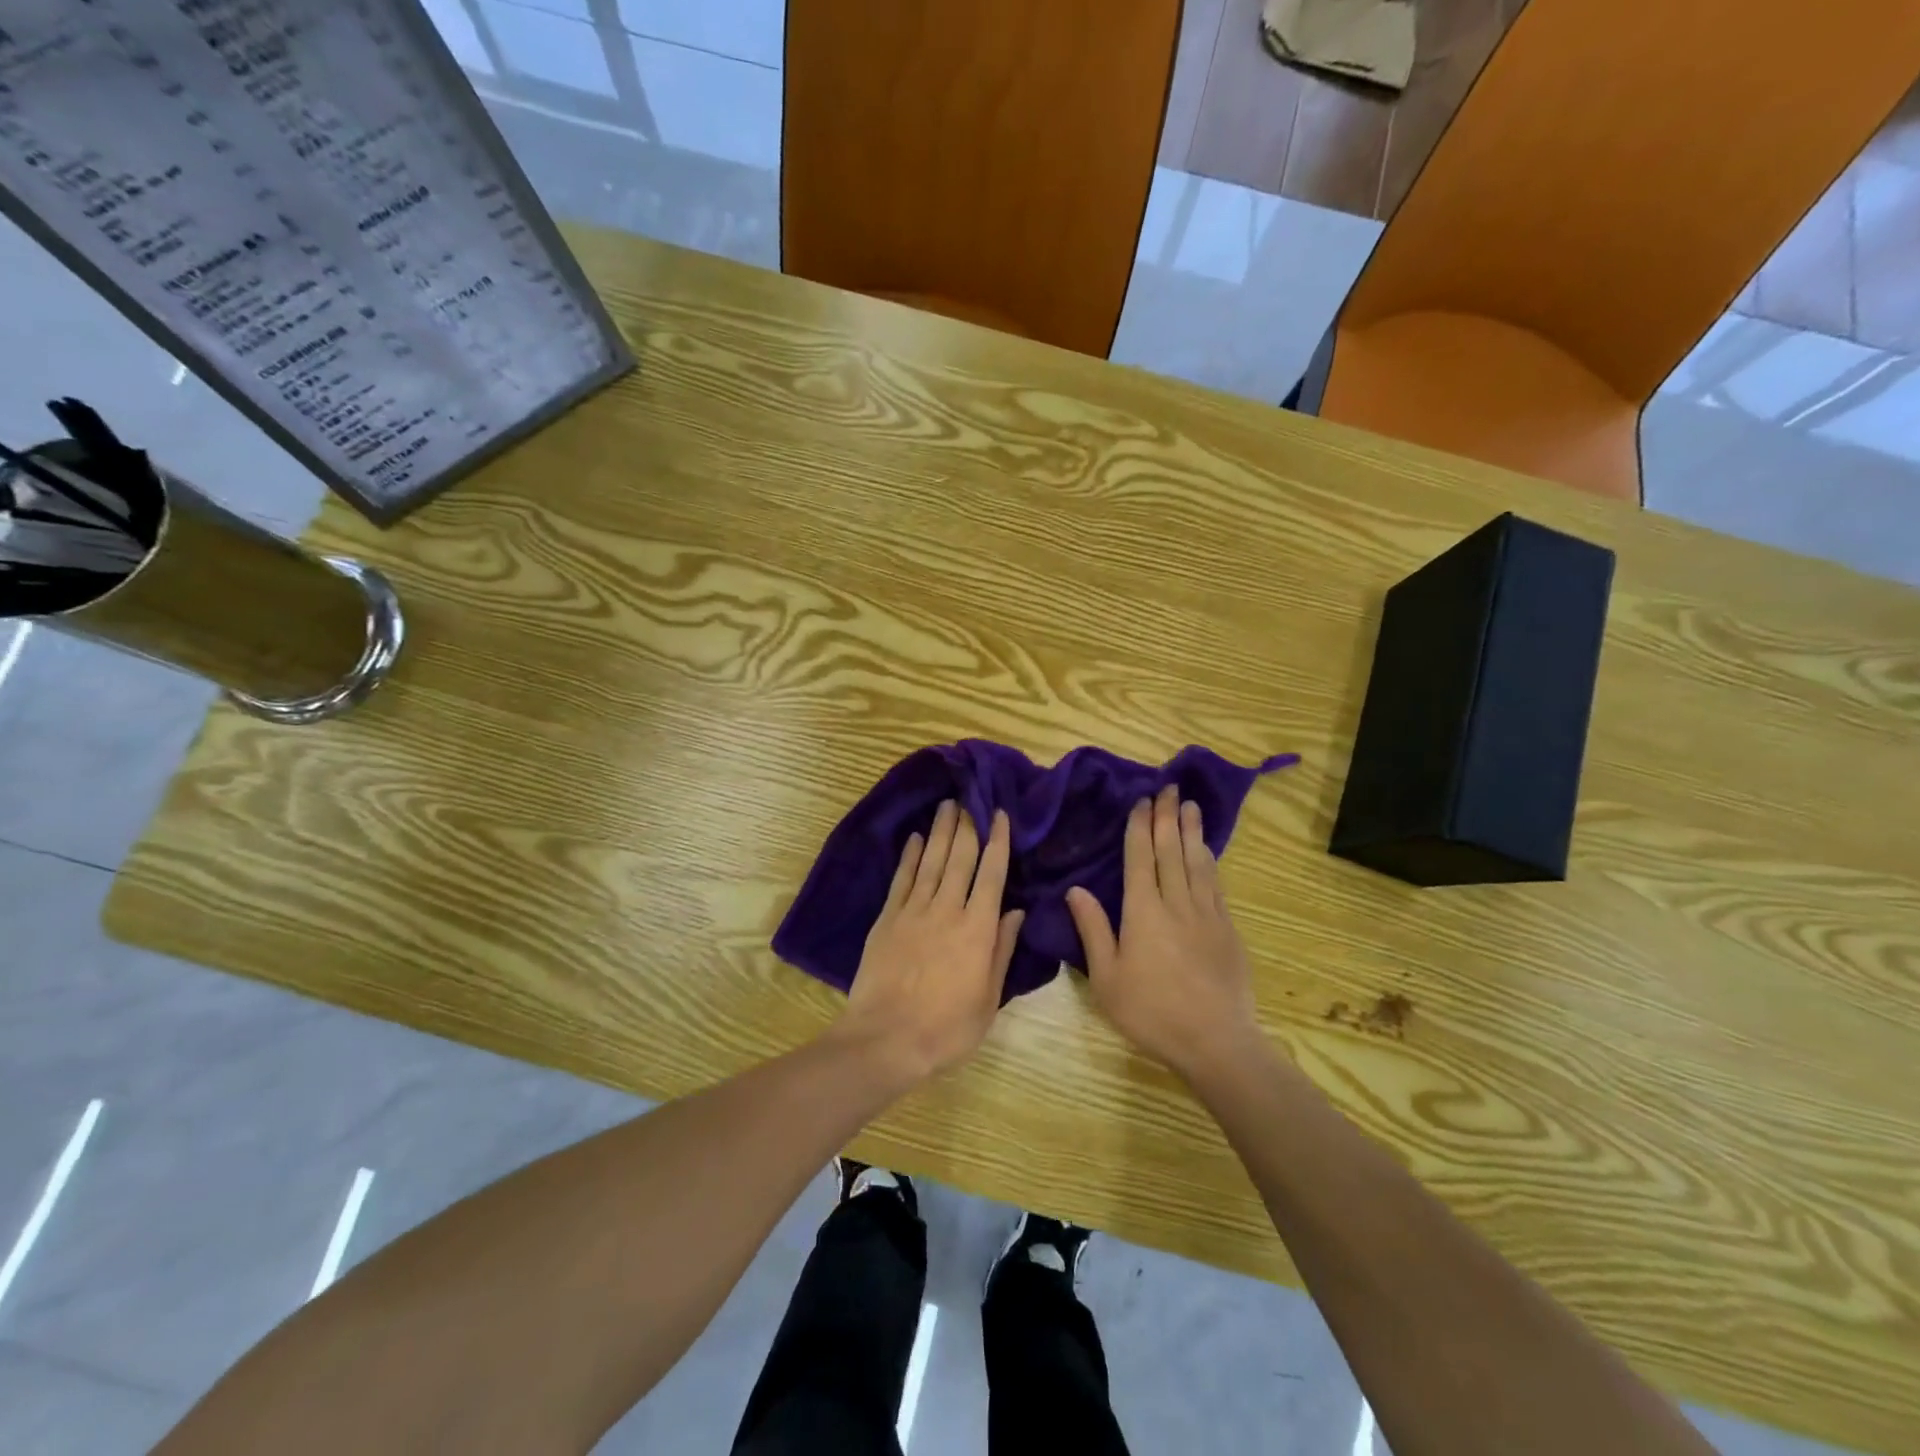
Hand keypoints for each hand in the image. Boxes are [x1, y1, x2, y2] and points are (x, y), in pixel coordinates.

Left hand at [833, 801, 1024, 1085]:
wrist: (886, 1039)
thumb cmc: (947, 1028)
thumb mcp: (988, 998)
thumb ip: (1002, 951)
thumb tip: (1016, 911)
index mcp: (977, 929)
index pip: (992, 874)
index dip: (997, 841)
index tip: (999, 814)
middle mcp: (947, 909)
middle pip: (960, 858)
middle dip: (967, 826)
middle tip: (970, 798)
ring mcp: (914, 911)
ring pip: (931, 861)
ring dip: (940, 831)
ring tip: (947, 805)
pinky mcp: (887, 918)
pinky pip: (902, 879)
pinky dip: (910, 856)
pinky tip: (916, 838)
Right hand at [1066, 786, 1263, 1079]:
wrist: (1216, 1041)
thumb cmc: (1151, 1012)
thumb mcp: (1106, 978)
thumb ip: (1092, 929)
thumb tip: (1075, 889)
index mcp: (1143, 911)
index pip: (1140, 858)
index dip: (1141, 827)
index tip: (1143, 801)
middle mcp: (1176, 903)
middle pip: (1171, 850)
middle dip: (1168, 817)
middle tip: (1169, 788)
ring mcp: (1207, 914)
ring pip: (1197, 862)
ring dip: (1192, 831)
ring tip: (1191, 806)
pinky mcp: (1227, 929)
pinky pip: (1215, 884)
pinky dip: (1209, 861)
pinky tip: (1207, 852)